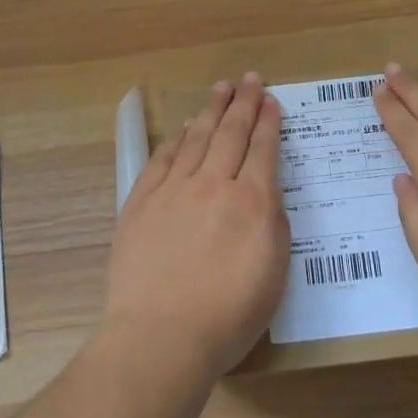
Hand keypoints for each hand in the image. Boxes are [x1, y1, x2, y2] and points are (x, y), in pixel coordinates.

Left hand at [103, 74, 290, 382]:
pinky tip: (184, 129)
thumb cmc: (227, 317)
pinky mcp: (142, 201)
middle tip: (250, 79)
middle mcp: (215, 184)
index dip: (268, 121)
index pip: (263, 149)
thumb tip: (265, 195)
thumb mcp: (274, 276)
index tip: (271, 100)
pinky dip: (177, 140)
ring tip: (220, 89)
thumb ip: (275, 226)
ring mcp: (174, 189)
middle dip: (243, 103)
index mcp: (252, 202)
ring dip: (211, 110)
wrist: (160, 337)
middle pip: (231, 132)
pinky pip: (163, 158)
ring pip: (197, 137)